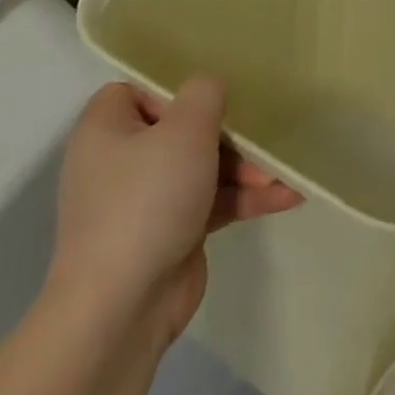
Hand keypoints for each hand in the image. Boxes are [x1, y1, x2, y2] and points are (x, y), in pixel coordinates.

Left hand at [45, 79, 301, 342]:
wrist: (122, 307)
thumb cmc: (147, 200)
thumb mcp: (184, 130)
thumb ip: (204, 94)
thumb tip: (209, 87)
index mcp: (107, 130)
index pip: (137, 90)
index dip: (174, 89)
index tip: (211, 98)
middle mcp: (122, 161)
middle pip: (183, 129)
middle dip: (230, 133)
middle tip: (263, 135)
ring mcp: (147, 200)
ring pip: (204, 167)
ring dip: (246, 168)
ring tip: (285, 173)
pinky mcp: (172, 231)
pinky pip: (213, 201)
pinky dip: (245, 198)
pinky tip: (288, 197)